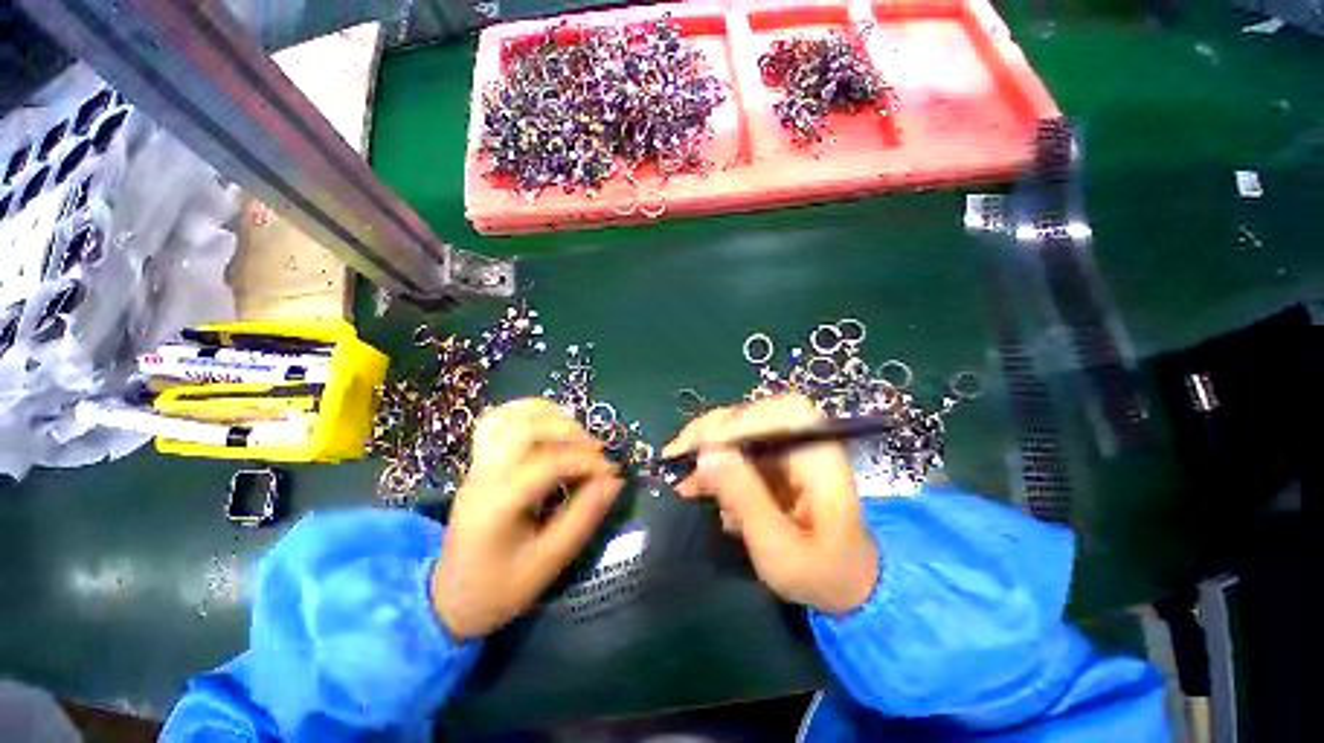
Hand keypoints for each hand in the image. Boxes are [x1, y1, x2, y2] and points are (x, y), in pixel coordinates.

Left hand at [433, 399, 623, 640]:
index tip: (612, 472)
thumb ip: (583, 518)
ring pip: (510, 417)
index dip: (586, 461)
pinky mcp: (479, 462)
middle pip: (525, 429)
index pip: (547, 463)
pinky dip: (526, 412)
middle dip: (569, 432)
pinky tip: (549, 421)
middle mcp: (483, 476)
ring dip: (549, 416)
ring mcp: (477, 466)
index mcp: (497, 505)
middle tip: (595, 451)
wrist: (451, 598)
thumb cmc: (501, 588)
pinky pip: (497, 421)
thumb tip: (615, 481)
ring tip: (577, 433)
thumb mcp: (548, 563)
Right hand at [663, 395, 877, 614]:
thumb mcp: (779, 546)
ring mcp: (787, 451)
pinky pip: (736, 451)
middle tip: (677, 453)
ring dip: (706, 449)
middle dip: (712, 431)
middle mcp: (804, 443)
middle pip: (755, 415)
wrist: (844, 586)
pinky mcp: (772, 463)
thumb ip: (744, 498)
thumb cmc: (821, 574)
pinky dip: (712, 465)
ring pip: (740, 431)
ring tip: (680, 475)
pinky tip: (695, 487)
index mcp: (822, 457)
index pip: (784, 414)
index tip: (702, 446)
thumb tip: (706, 452)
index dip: (741, 421)